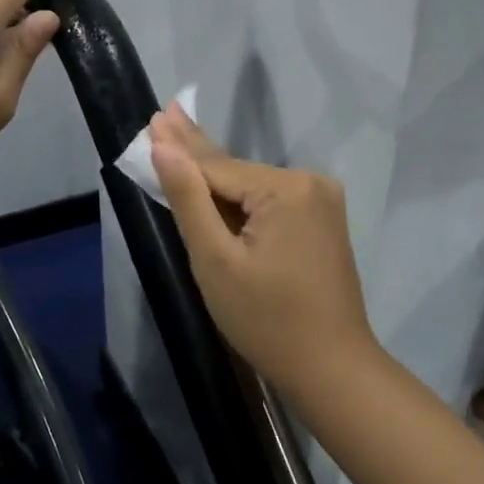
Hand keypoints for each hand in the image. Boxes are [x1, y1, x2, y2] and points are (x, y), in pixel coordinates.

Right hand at [149, 104, 377, 394]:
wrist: (332, 370)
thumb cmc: (266, 320)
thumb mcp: (215, 260)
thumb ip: (189, 198)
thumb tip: (163, 145)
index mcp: (286, 188)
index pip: (216, 168)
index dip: (178, 149)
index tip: (151, 120)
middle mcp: (310, 182)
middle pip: (236, 171)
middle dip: (195, 149)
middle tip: (165, 113)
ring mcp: (321, 200)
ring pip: (251, 186)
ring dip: (215, 177)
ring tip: (179, 137)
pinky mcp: (322, 220)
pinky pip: (269, 200)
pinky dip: (239, 199)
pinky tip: (212, 178)